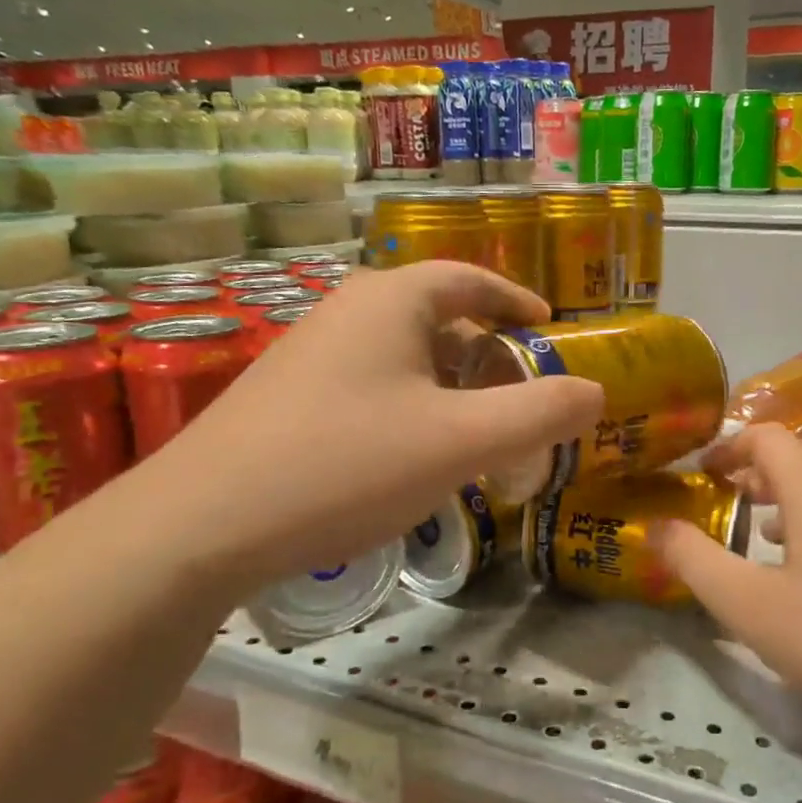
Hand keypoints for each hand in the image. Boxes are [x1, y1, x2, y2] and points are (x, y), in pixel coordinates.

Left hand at [146, 262, 603, 590]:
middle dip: (487, 353)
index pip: (470, 279)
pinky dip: (410, 408)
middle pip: (437, 318)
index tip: (550, 328)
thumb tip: (596, 392)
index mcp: (392, 301)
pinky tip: (410, 458)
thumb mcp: (462, 442)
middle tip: (521, 395)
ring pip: (403, 358)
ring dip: (448, 387)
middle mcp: (349, 313)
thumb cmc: (348, 464)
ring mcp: (311, 354)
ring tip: (476, 432)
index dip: (516, 301)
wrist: (205, 523)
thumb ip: (540, 414)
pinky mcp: (288, 398)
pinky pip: (371, 387)